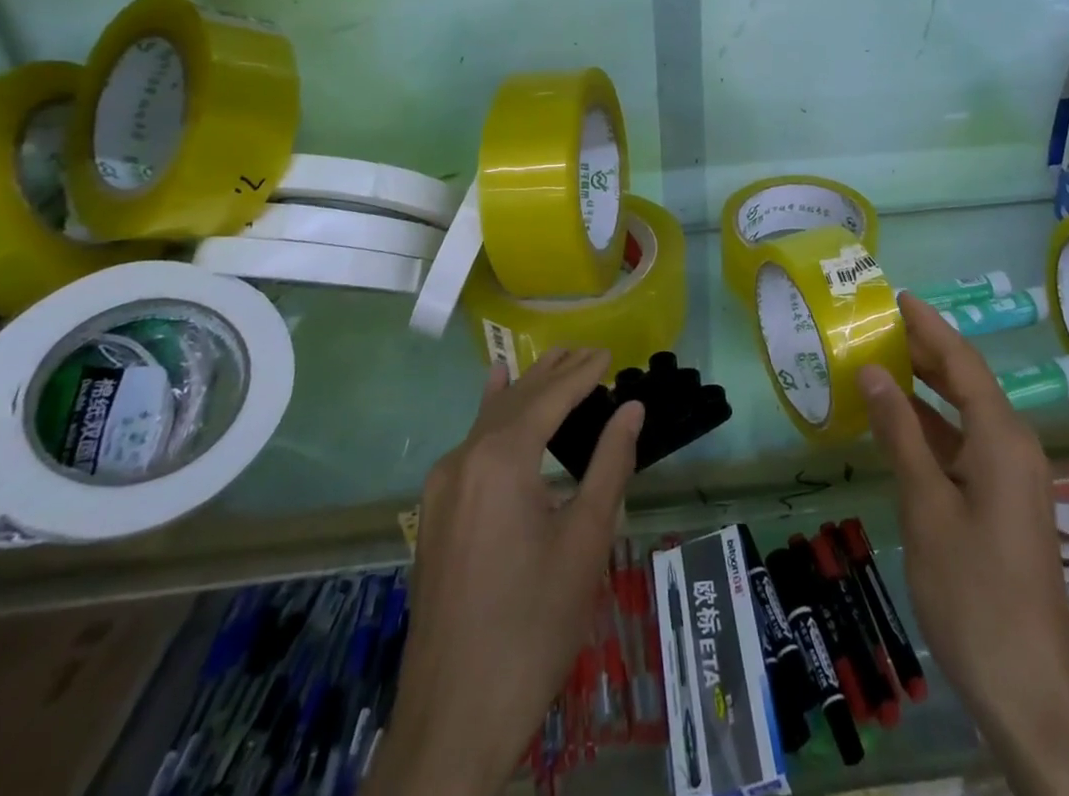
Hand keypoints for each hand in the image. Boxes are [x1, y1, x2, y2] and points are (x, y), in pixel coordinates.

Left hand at [368, 348, 642, 795]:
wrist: (455, 715)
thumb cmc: (533, 625)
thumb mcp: (586, 541)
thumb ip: (610, 464)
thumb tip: (632, 408)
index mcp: (501, 459)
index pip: (549, 397)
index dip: (582, 373)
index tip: (611, 353)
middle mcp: (464, 459)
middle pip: (517, 400)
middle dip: (555, 373)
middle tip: (592, 353)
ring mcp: (442, 486)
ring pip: (490, 419)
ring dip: (527, 390)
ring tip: (558, 362)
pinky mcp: (436, 513)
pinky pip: (470, 444)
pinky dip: (492, 412)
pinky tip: (495, 389)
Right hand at [857, 293, 1068, 795]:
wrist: (1028, 690)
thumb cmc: (973, 591)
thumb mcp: (925, 506)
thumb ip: (900, 433)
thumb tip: (874, 370)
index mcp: (1002, 438)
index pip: (962, 362)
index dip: (929, 326)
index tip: (897, 296)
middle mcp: (1015, 446)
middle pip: (967, 382)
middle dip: (926, 352)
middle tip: (879, 326)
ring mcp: (1014, 478)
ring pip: (966, 415)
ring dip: (927, 390)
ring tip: (882, 363)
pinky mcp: (1006, 505)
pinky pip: (967, 447)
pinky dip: (934, 429)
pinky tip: (900, 427)